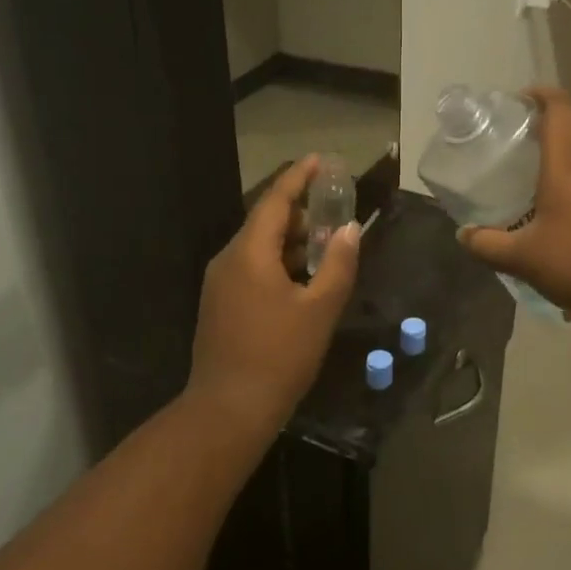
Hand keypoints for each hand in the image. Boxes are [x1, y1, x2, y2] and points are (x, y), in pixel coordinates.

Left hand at [186, 156, 359, 436]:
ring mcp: (220, 284)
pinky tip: (303, 281)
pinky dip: (279, 264)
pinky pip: (252, 269)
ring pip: (259, 248)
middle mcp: (229, 260)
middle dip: (301, 213)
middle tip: (335, 211)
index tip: (320, 160)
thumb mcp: (319, 309)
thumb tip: (350, 230)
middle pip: (266, 223)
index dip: (299, 178)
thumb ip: (338, 264)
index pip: (275, 201)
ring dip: (292, 242)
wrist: (227, 410)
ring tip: (326, 247)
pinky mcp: (220, 305)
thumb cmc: (279, 356)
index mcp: (249, 253)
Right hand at [458, 87, 570, 322]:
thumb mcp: (522, 258)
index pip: (559, 108)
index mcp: (568, 163)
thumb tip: (463, 235)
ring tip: (541, 163)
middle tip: (522, 132)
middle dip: (552, 117)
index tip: (519, 99)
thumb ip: (487, 244)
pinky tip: (568, 198)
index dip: (540, 94)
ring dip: (570, 142)